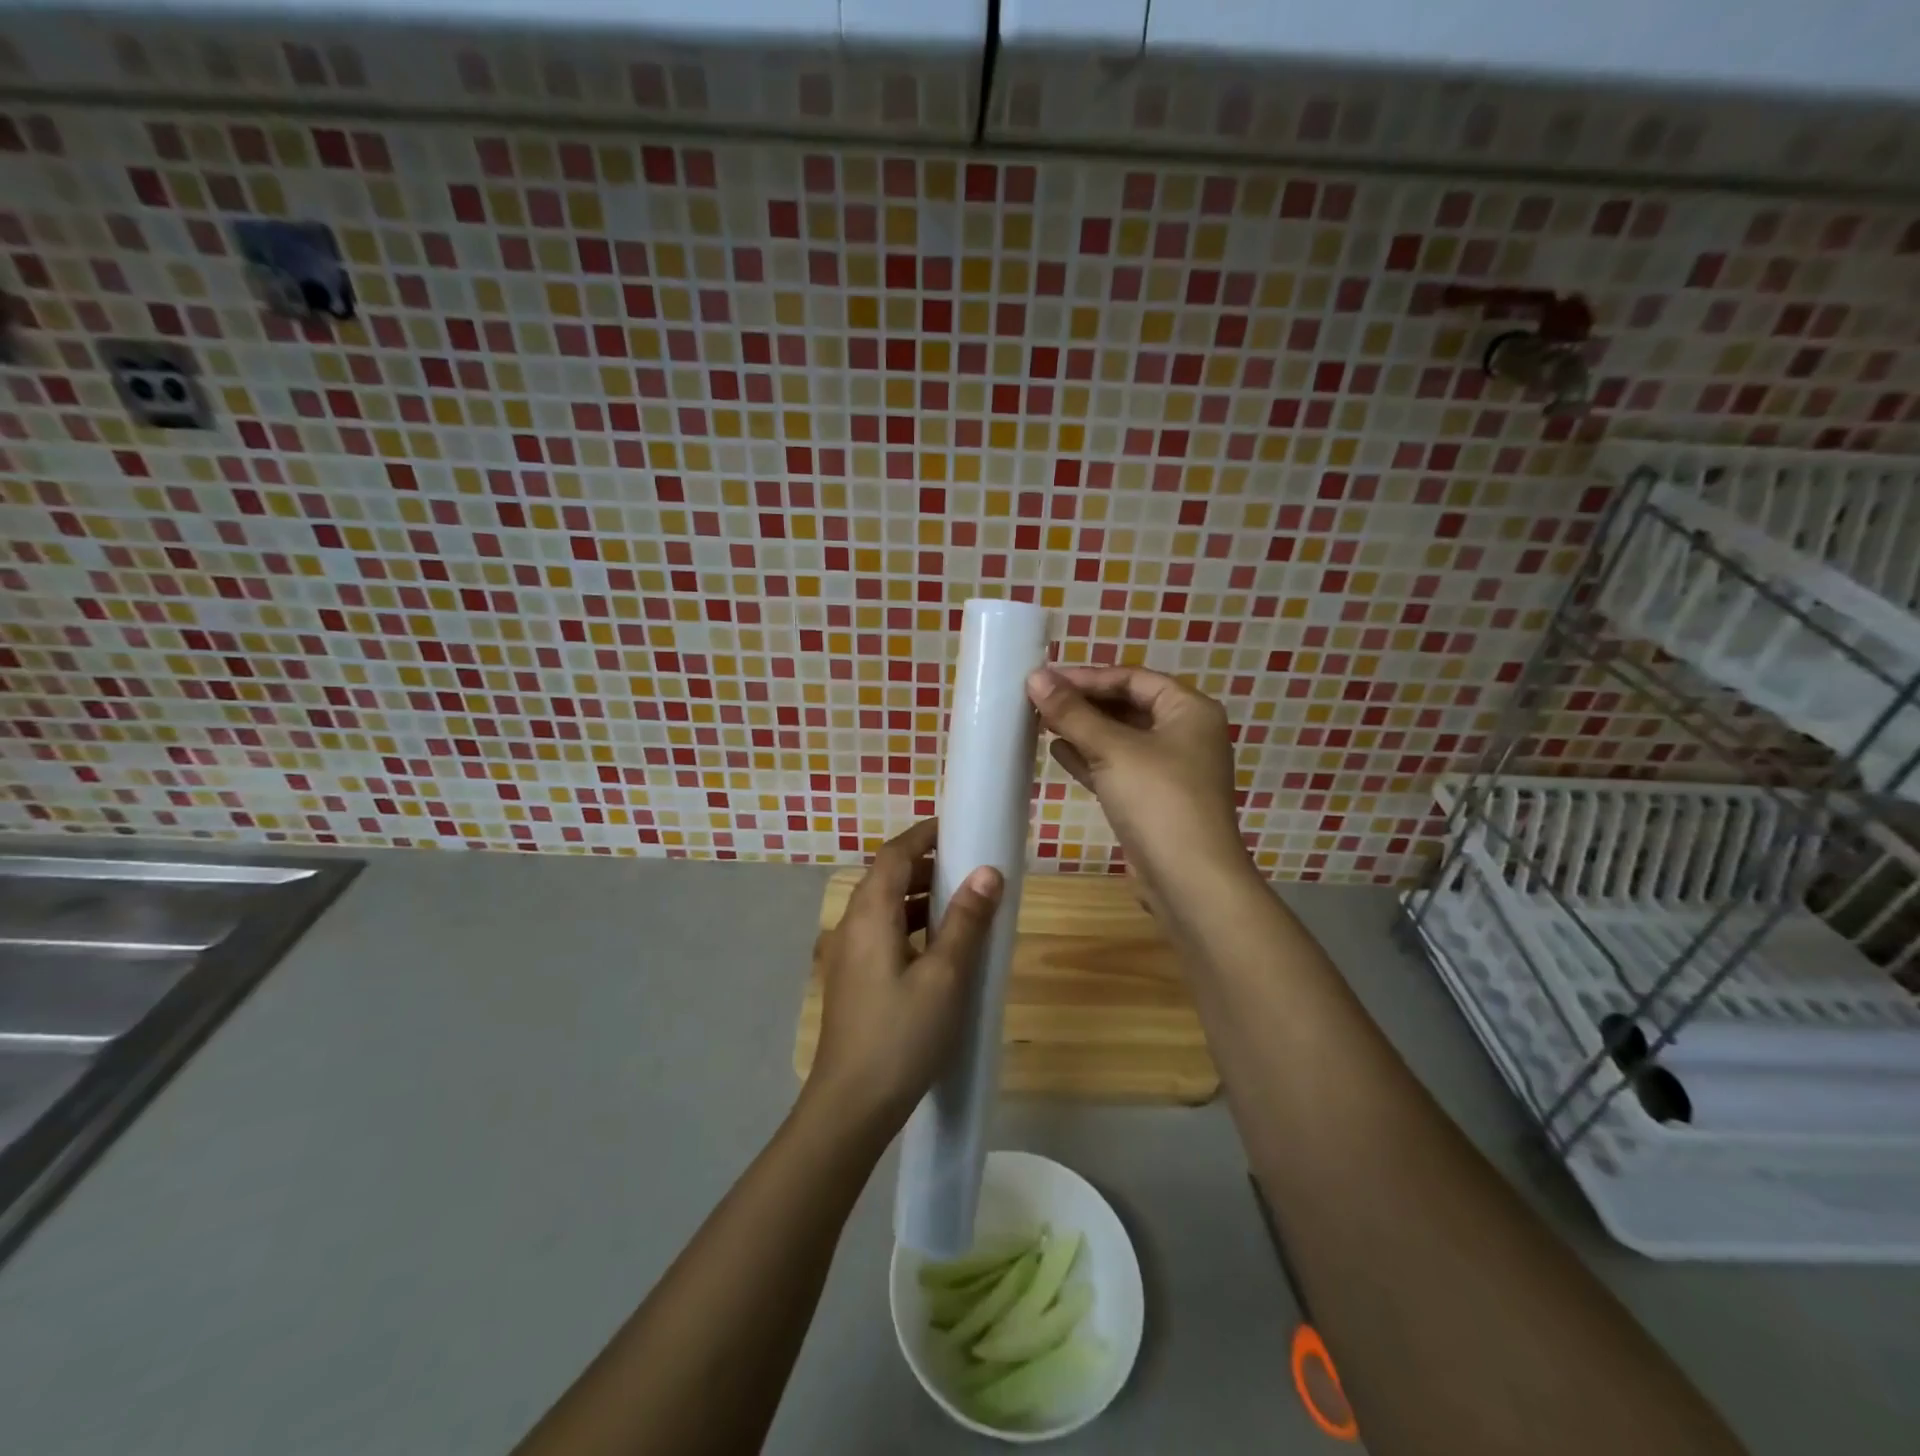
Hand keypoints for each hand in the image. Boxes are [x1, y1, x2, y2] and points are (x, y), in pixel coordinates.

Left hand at [810, 819, 1002, 1131]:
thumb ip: (965, 921)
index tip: (956, 828)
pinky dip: (910, 925)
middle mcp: (852, 925)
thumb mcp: (945, 976)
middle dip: (925, 865)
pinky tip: (939, 948)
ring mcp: (848, 955)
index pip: (894, 854)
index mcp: (870, 914)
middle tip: (968, 867)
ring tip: (961, 904)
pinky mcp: (853, 980)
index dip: (923, 835)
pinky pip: (882, 933)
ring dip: (919, 897)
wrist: (851, 1105)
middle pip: (886, 877)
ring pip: (884, 908)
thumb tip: (987, 872)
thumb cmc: (902, 1035)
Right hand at [1027, 666, 1249, 900]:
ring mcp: (1170, 770)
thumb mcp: (1113, 749)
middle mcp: (1184, 734)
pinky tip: (1056, 751)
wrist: (1189, 879)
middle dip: (1083, 703)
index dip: (1088, 676)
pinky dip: (1089, 758)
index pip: (1133, 678)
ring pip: (1120, 738)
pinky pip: (1117, 767)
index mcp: (1189, 710)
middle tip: (1038, 699)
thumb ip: (1072, 712)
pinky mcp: (1153, 800)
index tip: (1045, 679)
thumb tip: (1035, 677)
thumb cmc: (1158, 800)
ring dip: (1082, 729)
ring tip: (1039, 721)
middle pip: (1127, 706)